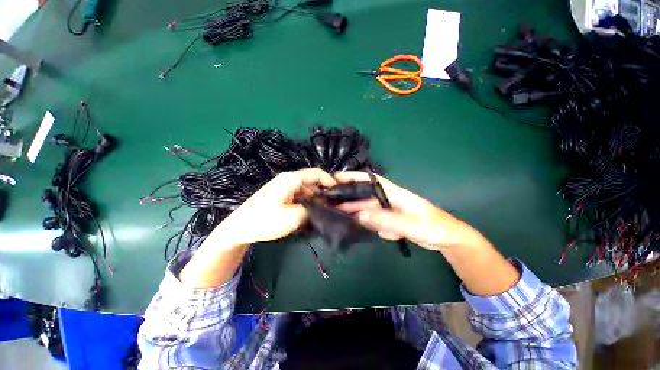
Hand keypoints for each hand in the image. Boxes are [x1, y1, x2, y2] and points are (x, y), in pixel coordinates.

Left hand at [218, 168, 336, 245]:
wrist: (239, 228)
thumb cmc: (264, 221)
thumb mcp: (293, 217)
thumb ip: (311, 210)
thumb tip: (320, 207)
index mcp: (291, 180)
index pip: (316, 173)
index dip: (329, 180)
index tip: (338, 192)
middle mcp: (288, 180)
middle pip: (311, 181)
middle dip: (322, 192)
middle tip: (331, 206)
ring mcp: (283, 187)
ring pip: (305, 189)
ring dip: (314, 199)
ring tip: (320, 212)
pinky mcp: (280, 195)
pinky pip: (298, 195)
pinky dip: (306, 202)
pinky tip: (308, 213)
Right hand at [334, 172, 484, 250]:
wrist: (448, 239)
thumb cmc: (434, 226)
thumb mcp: (410, 223)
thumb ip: (386, 219)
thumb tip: (360, 215)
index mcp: (394, 193)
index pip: (371, 180)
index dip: (354, 176)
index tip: (337, 177)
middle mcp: (389, 199)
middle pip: (365, 196)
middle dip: (349, 198)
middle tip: (331, 202)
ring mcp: (389, 211)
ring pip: (368, 209)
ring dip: (355, 212)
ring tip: (338, 215)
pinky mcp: (390, 221)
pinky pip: (375, 220)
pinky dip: (367, 223)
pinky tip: (358, 227)